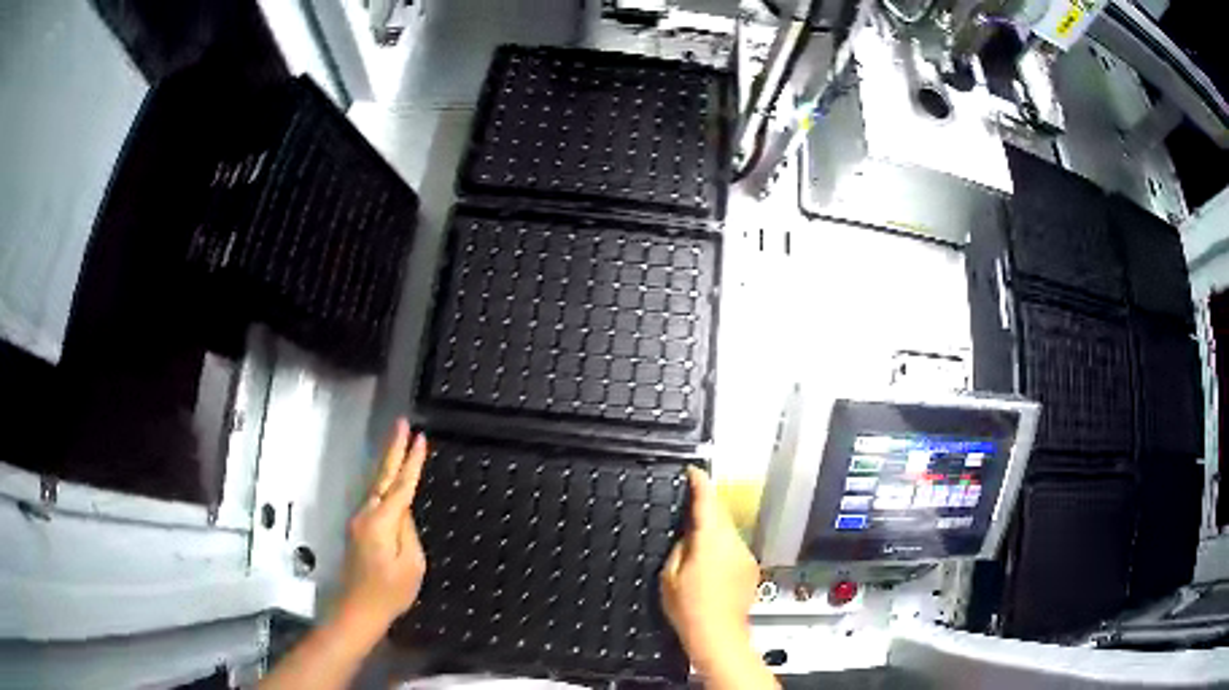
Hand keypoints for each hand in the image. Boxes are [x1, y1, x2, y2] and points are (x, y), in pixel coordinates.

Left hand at [336, 419, 428, 639]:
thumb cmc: (390, 592)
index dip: (411, 461)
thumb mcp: (412, 564)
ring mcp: (359, 522)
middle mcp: (366, 515)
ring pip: (376, 486)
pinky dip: (385, 484)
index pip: (401, 485)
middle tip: (401, 424)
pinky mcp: (358, 530)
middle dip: (393, 449)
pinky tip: (392, 481)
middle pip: (381, 476)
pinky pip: (374, 500)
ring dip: (388, 464)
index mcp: (381, 522)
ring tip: (400, 444)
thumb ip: (409, 532)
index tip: (420, 437)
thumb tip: (403, 511)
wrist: (359, 610)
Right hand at [661, 467, 773, 687]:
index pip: (707, 502)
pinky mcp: (750, 568)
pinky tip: (710, 564)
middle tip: (687, 505)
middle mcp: (733, 542)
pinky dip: (722, 547)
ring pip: (728, 531)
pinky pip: (734, 548)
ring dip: (714, 529)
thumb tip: (688, 535)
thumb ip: (680, 548)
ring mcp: (745, 555)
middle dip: (706, 507)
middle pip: (720, 514)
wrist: (719, 635)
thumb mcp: (669, 576)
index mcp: (711, 540)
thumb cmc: (688, 608)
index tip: (692, 471)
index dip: (699, 483)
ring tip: (695, 540)